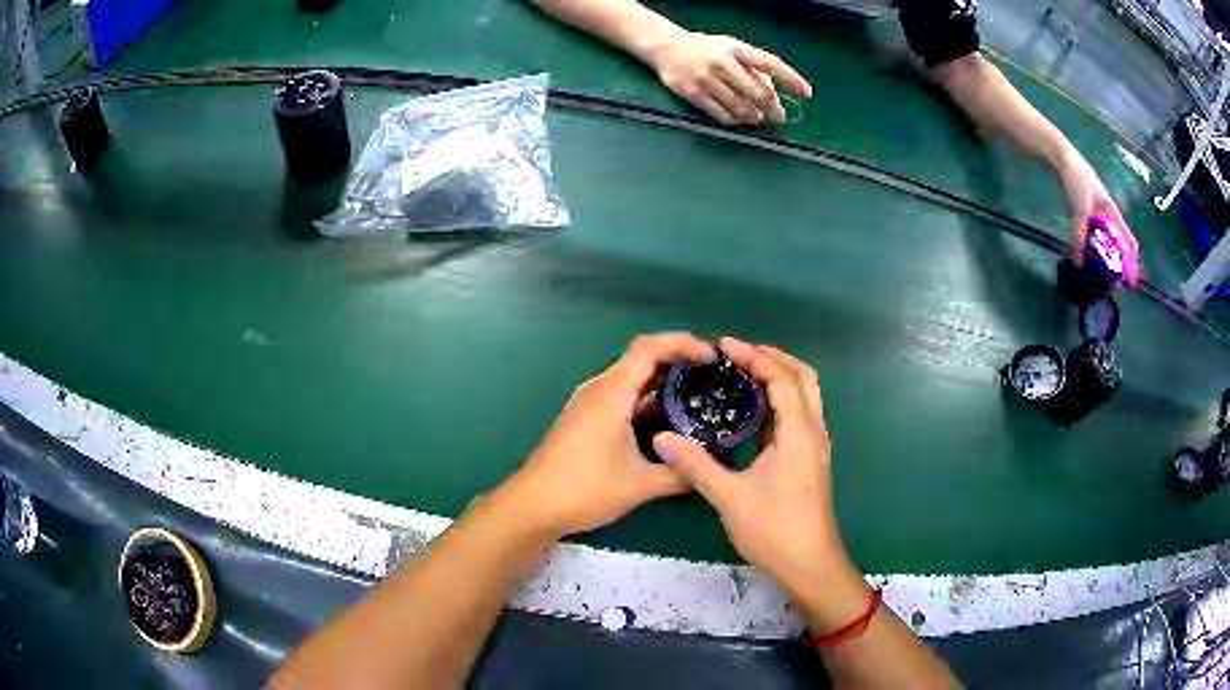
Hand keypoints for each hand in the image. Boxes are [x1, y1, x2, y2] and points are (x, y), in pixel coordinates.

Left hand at [503, 332, 714, 537]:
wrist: (533, 506)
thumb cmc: (585, 489)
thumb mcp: (641, 485)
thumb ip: (680, 474)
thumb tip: (710, 470)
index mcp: (611, 393)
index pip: (650, 348)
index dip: (683, 344)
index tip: (711, 356)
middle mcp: (598, 390)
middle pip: (641, 359)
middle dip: (677, 361)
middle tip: (711, 376)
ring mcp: (588, 405)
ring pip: (630, 380)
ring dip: (661, 382)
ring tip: (695, 395)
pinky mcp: (584, 421)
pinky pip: (620, 398)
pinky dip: (645, 400)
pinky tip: (664, 421)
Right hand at [647, 31, 811, 125]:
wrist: (666, 47)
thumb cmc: (707, 49)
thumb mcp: (731, 49)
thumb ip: (753, 67)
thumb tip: (774, 94)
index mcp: (736, 48)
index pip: (770, 63)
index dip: (790, 78)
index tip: (806, 93)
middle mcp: (722, 62)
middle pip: (757, 92)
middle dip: (772, 108)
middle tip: (779, 116)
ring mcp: (706, 78)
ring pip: (740, 107)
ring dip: (754, 117)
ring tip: (759, 118)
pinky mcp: (693, 93)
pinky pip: (721, 114)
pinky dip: (734, 120)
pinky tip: (738, 119)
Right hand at [652, 337, 869, 628]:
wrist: (810, 565)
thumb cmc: (774, 530)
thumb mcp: (730, 497)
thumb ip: (696, 466)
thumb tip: (662, 438)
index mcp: (799, 432)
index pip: (781, 378)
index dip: (754, 356)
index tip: (724, 346)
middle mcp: (814, 431)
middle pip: (803, 376)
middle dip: (773, 358)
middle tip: (738, 353)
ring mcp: (816, 446)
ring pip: (806, 395)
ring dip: (780, 376)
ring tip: (745, 373)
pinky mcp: (812, 460)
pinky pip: (801, 414)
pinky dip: (782, 399)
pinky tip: (755, 412)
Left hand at [1059, 152, 1140, 286]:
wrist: (1061, 159)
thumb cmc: (1078, 179)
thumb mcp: (1081, 208)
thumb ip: (1081, 233)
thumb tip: (1080, 261)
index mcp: (1113, 212)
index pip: (1128, 239)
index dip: (1132, 259)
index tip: (1131, 279)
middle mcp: (1107, 216)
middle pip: (1116, 244)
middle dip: (1116, 263)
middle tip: (1112, 284)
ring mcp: (1097, 215)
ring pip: (1104, 241)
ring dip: (1103, 257)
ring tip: (1101, 277)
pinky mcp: (1085, 213)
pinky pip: (1091, 235)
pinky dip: (1090, 247)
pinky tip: (1086, 259)